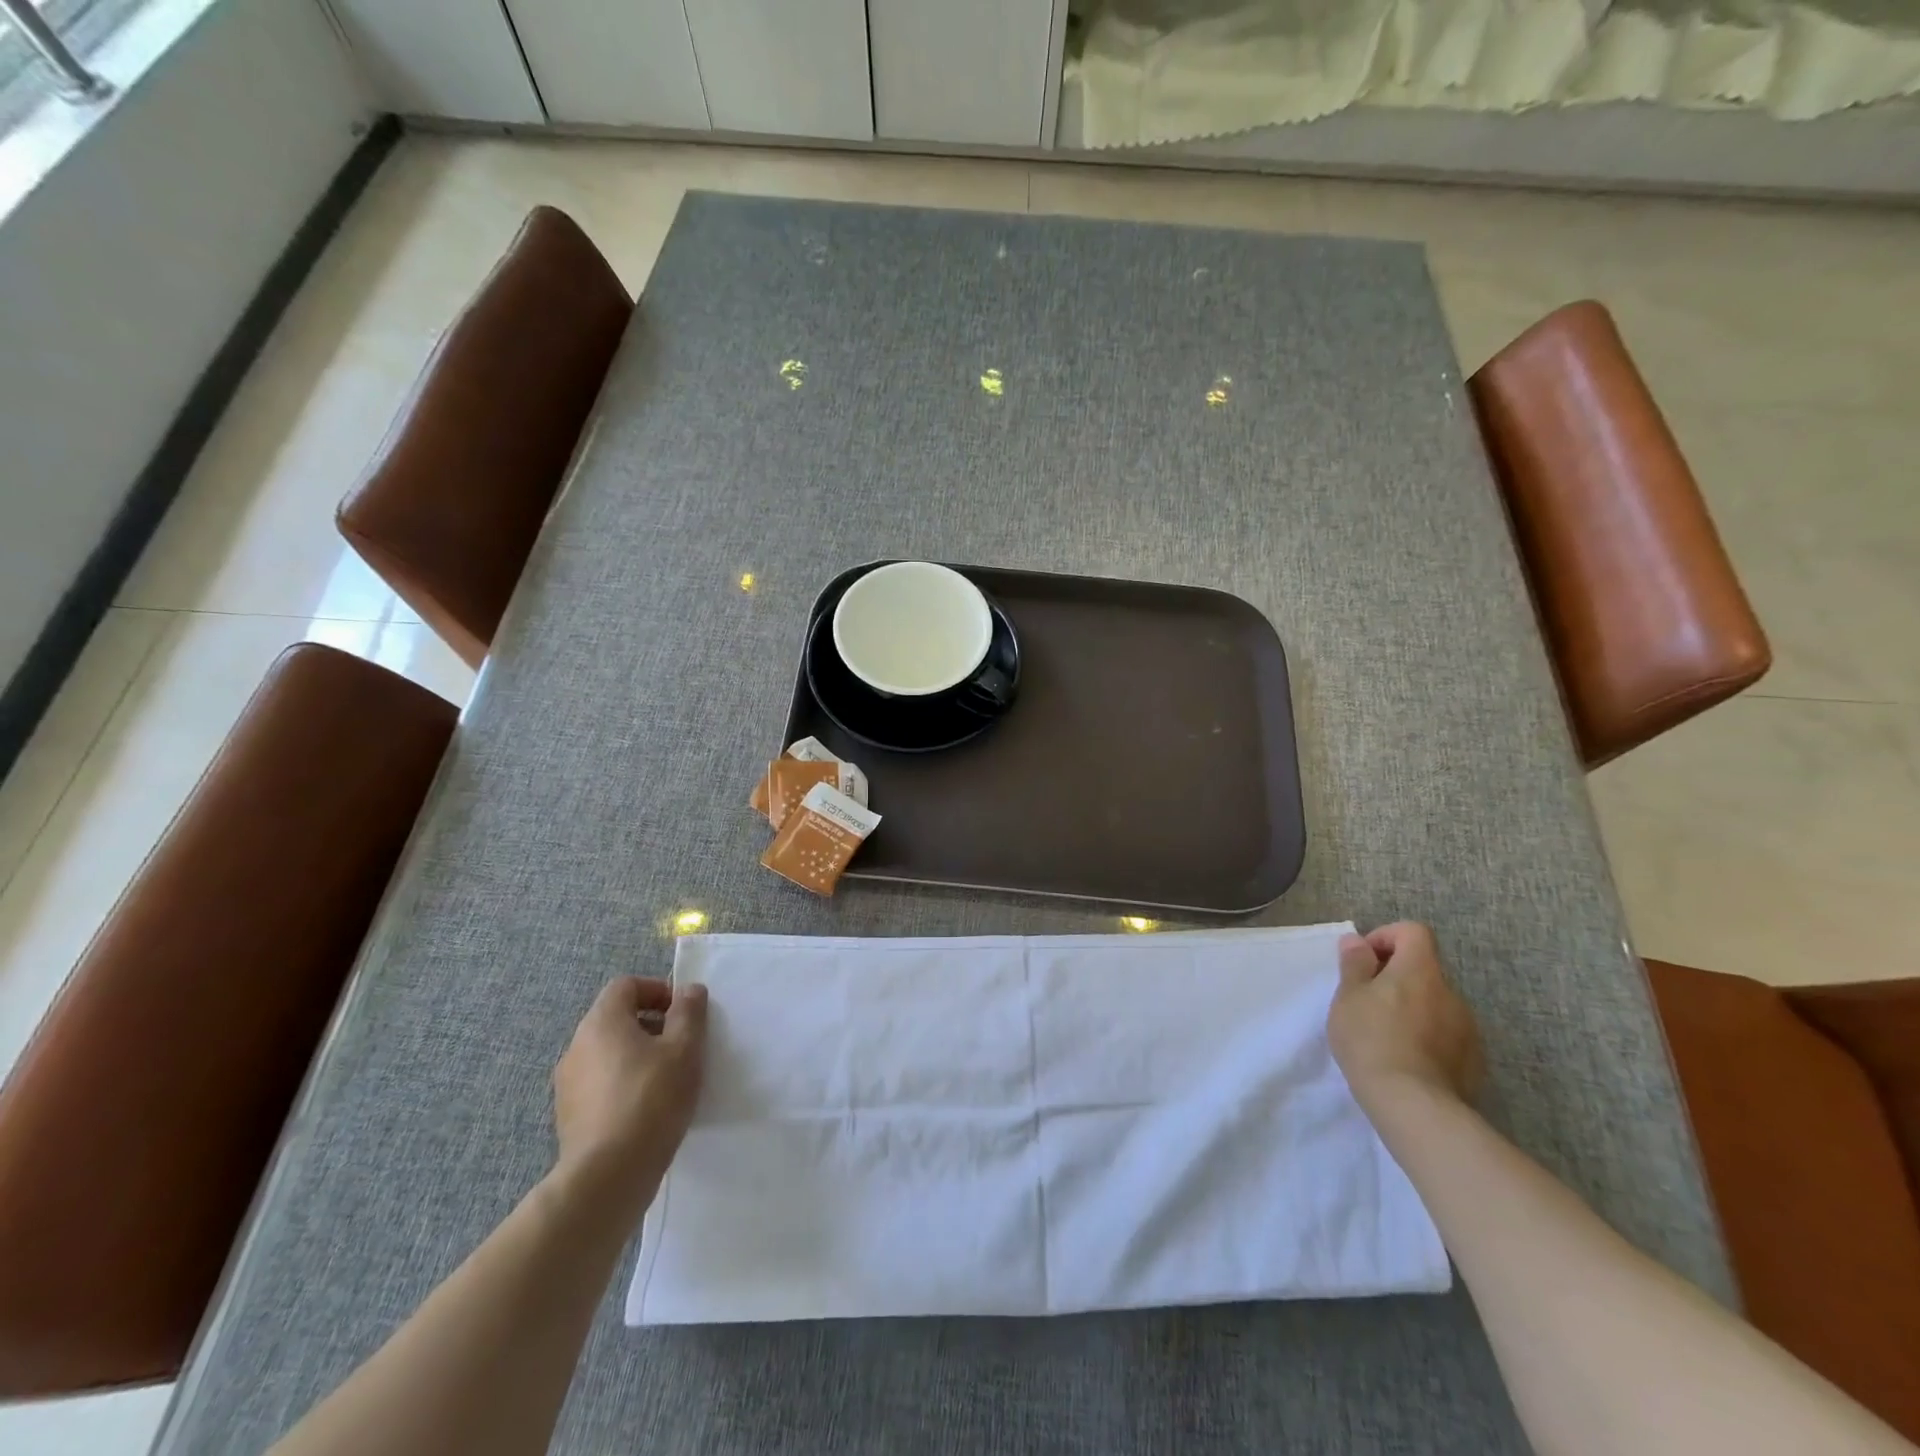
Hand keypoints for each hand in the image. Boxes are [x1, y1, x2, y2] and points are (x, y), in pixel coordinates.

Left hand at [552, 978, 707, 1201]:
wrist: (608, 1176)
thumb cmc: (651, 1099)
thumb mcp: (684, 1048)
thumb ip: (689, 1012)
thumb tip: (689, 991)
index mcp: (601, 1022)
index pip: (626, 986)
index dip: (657, 991)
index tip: (683, 1013)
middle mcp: (577, 1046)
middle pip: (616, 1018)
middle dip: (651, 1024)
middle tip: (681, 1045)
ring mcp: (568, 1084)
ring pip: (608, 1053)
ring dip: (637, 1055)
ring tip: (667, 1079)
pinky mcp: (568, 1116)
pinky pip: (600, 1083)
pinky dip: (623, 1083)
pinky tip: (646, 1109)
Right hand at [1329, 922, 1483, 1113]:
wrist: (1413, 1105)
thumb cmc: (1371, 1040)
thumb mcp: (1348, 997)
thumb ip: (1354, 964)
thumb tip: (1357, 941)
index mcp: (1420, 971)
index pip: (1413, 932)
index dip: (1387, 937)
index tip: (1365, 961)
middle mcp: (1451, 993)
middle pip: (1424, 969)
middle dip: (1396, 978)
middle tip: (1367, 1001)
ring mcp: (1468, 1028)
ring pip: (1435, 1003)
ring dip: (1412, 1008)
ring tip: (1385, 1034)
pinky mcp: (1474, 1060)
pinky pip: (1447, 1034)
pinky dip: (1428, 1036)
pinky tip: (1407, 1059)